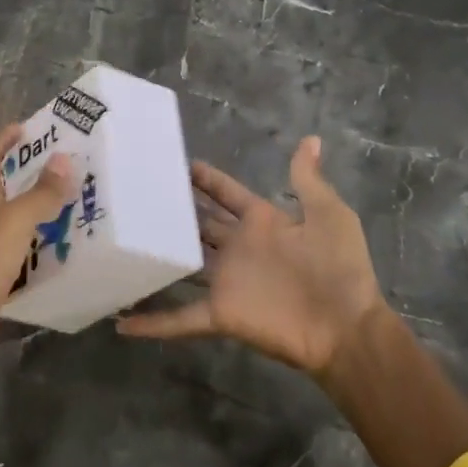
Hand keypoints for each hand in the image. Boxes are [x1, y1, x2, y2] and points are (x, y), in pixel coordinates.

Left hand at [0, 123, 76, 368]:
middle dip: (29, 171)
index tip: (27, 127)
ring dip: (37, 206)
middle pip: (3, 184)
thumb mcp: (16, 220)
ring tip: (72, 199)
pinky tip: (61, 244)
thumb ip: (41, 192)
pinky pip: (21, 246)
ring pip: (14, 216)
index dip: (4, 140)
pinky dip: (39, 239)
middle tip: (64, 162)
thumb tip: (64, 157)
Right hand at [117, 136, 385, 376]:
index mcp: (263, 222)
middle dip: (175, 210)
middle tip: (140, 193)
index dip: (206, 179)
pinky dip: (152, 322)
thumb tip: (310, 139)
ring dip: (157, 258)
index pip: (227, 194)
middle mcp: (238, 247)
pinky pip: (180, 318)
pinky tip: (120, 320)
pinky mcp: (220, 313)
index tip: (179, 163)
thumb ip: (308, 180)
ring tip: (121, 242)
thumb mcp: (329, 214)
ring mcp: (227, 281)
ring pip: (183, 265)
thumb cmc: (339, 267)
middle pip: (200, 224)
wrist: (347, 327)